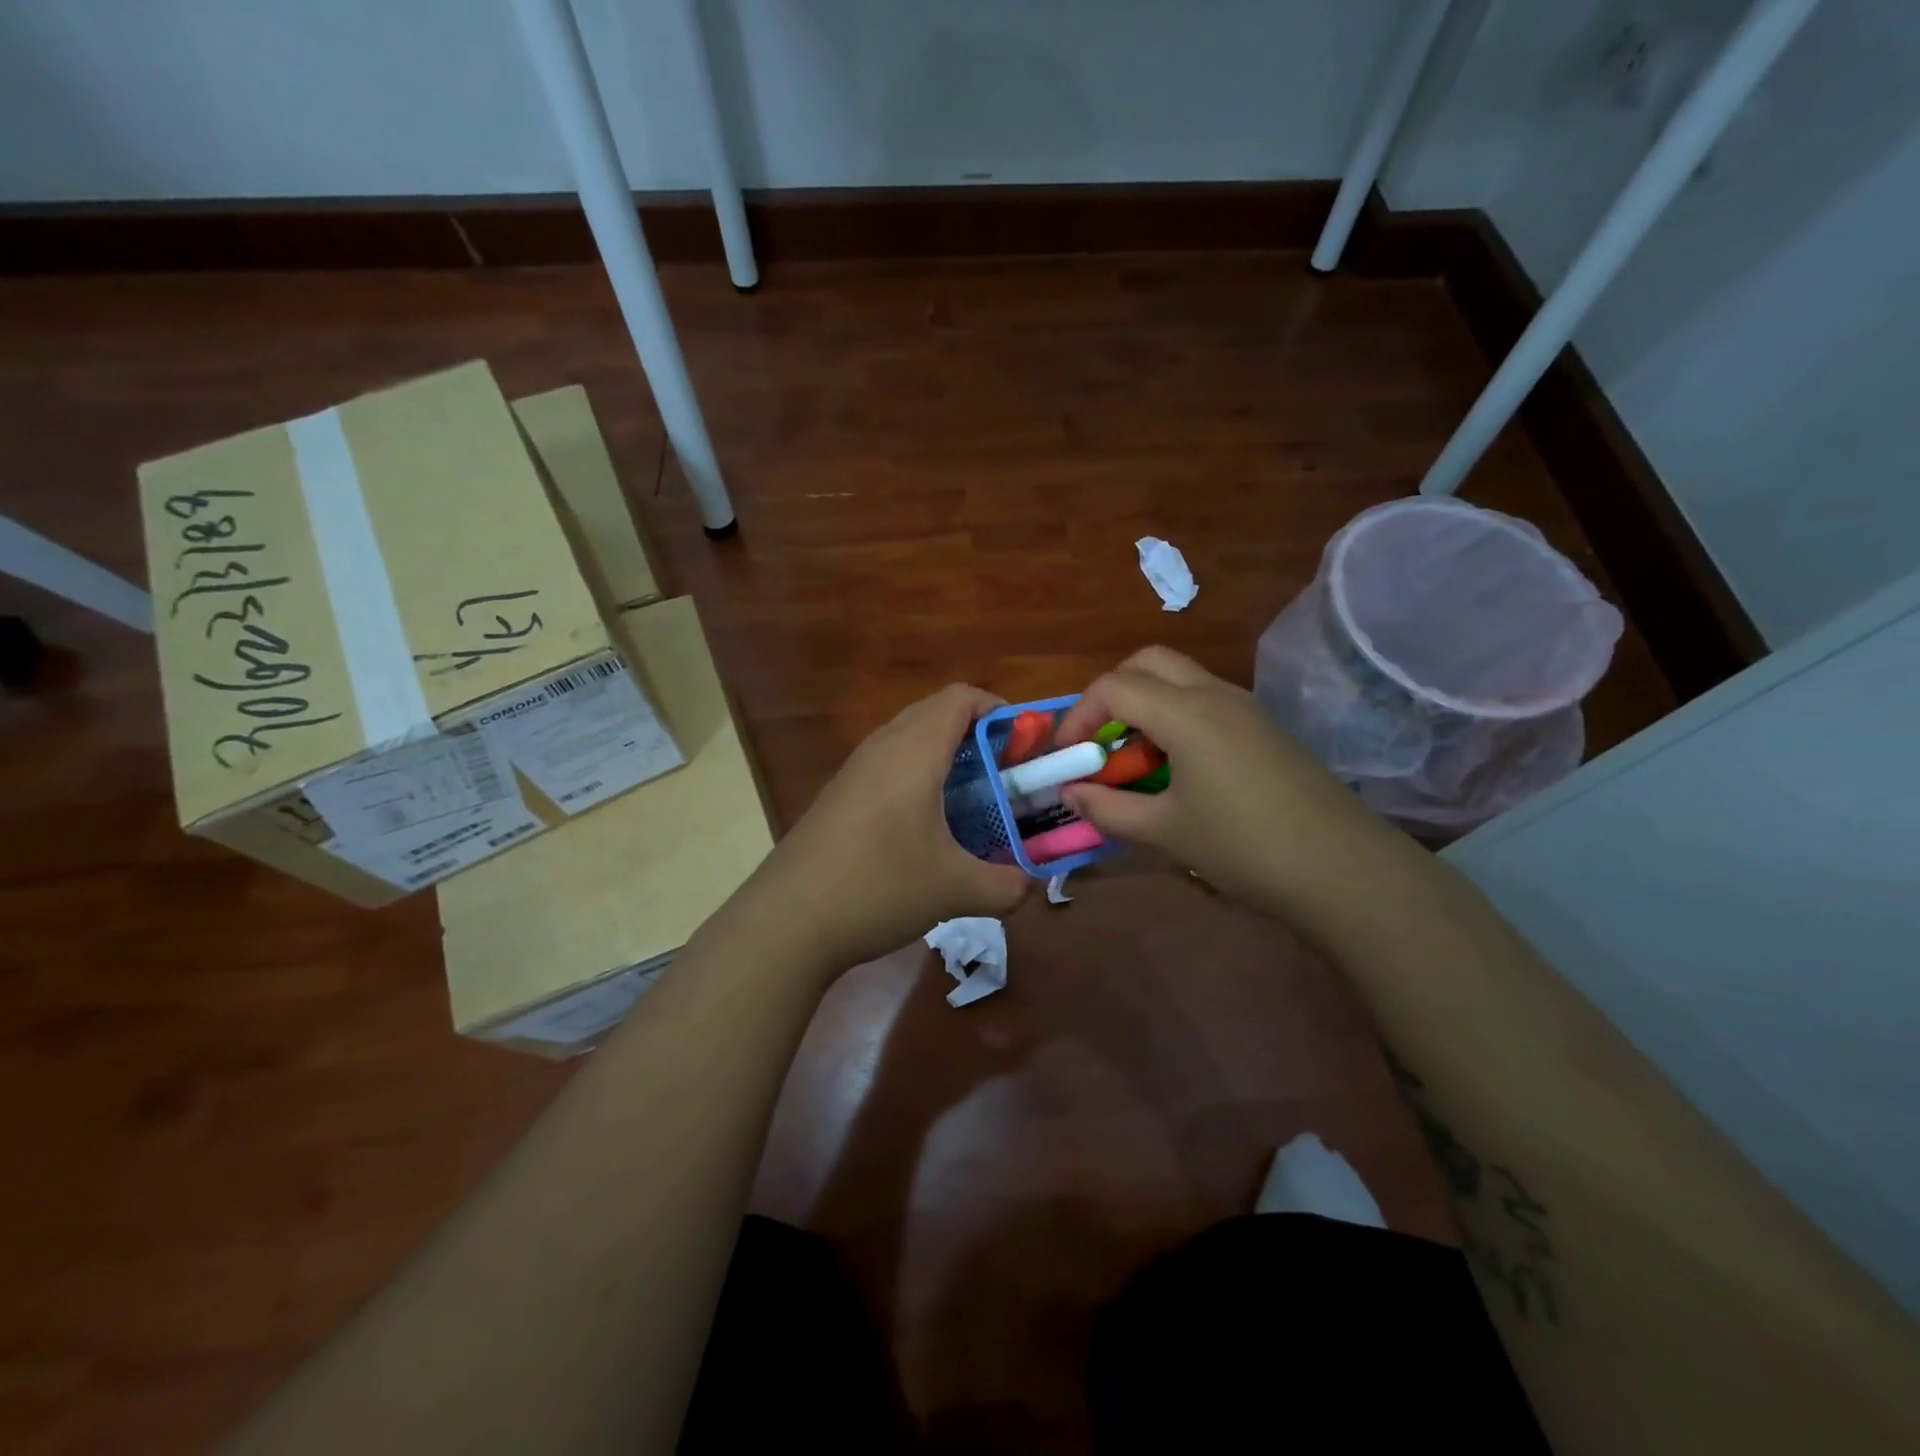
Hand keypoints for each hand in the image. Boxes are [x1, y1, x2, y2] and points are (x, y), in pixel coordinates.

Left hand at [746, 684, 1032, 972]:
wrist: (787, 920)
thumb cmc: (879, 886)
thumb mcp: (956, 890)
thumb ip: (1007, 886)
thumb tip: (1031, 885)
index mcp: (914, 750)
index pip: (961, 698)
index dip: (999, 710)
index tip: (1024, 745)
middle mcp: (881, 747)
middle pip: (935, 713)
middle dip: (976, 734)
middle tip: (1004, 774)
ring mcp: (853, 771)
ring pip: (907, 740)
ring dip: (944, 757)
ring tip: (972, 800)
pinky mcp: (838, 797)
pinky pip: (886, 767)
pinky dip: (916, 778)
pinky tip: (926, 827)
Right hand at [1054, 647, 1387, 914]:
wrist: (1344, 870)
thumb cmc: (1244, 847)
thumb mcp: (1165, 832)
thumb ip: (1108, 808)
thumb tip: (1070, 794)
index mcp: (1186, 712)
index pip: (1114, 686)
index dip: (1079, 716)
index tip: (1067, 756)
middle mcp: (1215, 694)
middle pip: (1147, 663)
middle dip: (1111, 695)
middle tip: (1099, 743)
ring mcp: (1245, 708)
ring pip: (1179, 680)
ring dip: (1144, 706)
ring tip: (1133, 762)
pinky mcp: (1263, 728)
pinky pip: (1205, 702)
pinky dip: (1174, 718)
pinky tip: (1176, 771)